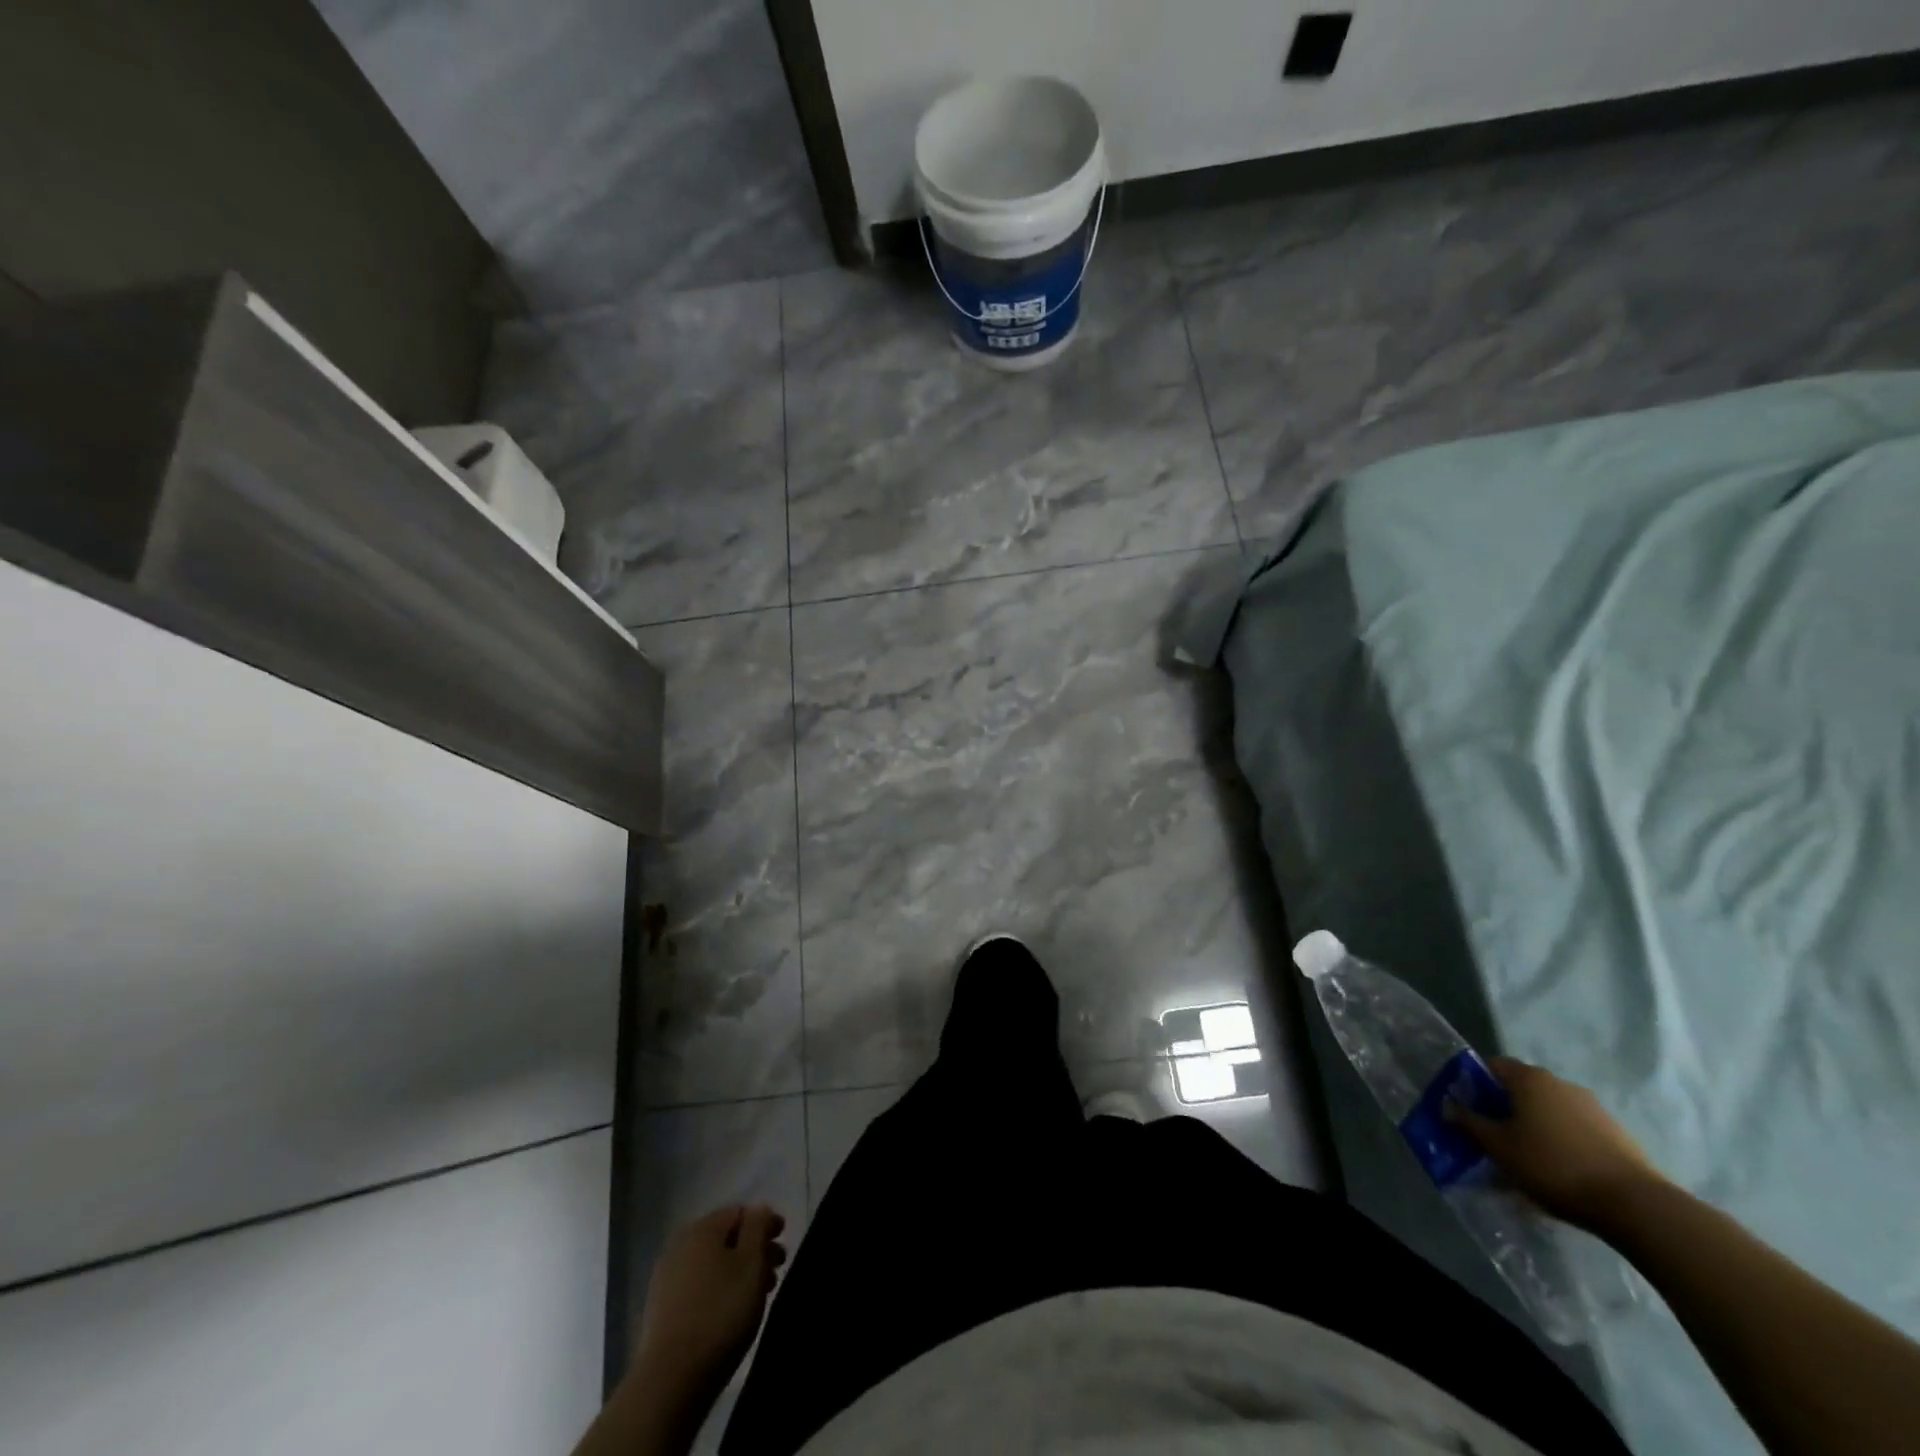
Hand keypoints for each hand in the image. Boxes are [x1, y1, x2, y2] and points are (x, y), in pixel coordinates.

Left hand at [633, 1205, 788, 1404]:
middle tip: (776, 1271)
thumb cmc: (721, 1313)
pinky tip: (731, 1312)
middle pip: (725, 1238)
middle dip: (753, 1250)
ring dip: (737, 1272)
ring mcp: (666, 1279)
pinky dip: (719, 1290)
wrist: (671, 1381)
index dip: (765, 1223)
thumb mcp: (751, 1264)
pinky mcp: (661, 1311)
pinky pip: (698, 1286)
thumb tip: (759, 1208)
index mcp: (702, 1229)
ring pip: (712, 1264)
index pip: (740, 1212)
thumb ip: (758, 1228)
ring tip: (758, 1295)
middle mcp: (680, 1246)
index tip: (783, 1241)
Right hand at [1449, 1057, 1664, 1229]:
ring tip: (1527, 1162)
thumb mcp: (1499, 1146)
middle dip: (1504, 1111)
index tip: (1468, 1111)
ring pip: (1549, 1112)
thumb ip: (1469, 1123)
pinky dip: (1561, 1143)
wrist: (1636, 1206)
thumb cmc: (1553, 1166)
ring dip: (1534, 1128)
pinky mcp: (1616, 1134)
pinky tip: (1560, 1173)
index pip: (1491, 1066)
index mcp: (1529, 1078)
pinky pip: (1575, 1131)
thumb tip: (1448, 1106)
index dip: (1474, 1085)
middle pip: (1521, 1090)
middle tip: (1494, 1139)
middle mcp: (1559, 1083)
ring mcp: (1592, 1107)